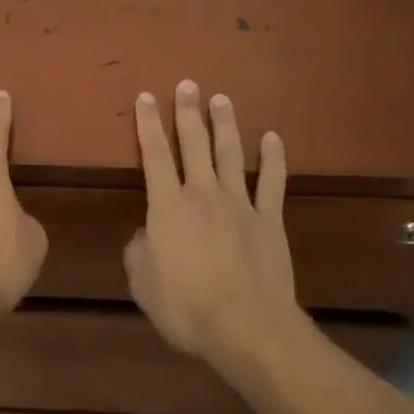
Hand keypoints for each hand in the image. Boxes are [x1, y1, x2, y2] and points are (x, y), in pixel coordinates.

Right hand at [124, 80, 302, 365]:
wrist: (247, 329)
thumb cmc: (187, 308)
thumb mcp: (143, 283)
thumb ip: (139, 251)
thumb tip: (144, 234)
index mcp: (168, 206)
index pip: (155, 155)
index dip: (149, 124)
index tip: (147, 96)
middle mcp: (202, 194)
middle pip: (194, 144)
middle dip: (189, 112)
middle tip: (189, 83)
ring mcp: (239, 204)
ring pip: (230, 154)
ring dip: (225, 124)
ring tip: (222, 98)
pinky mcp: (269, 221)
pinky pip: (271, 183)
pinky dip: (273, 159)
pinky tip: (273, 138)